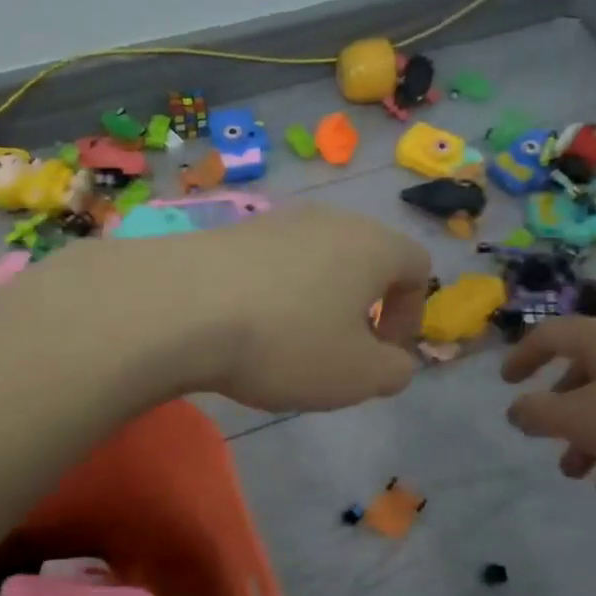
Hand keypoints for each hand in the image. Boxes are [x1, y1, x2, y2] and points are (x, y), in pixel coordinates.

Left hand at [153, 205, 431, 412]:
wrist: (180, 307)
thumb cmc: (287, 341)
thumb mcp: (358, 375)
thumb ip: (394, 370)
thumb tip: (392, 360)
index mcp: (373, 245)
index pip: (416, 266)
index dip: (410, 315)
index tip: (382, 353)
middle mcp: (329, 220)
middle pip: (364, 260)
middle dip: (361, 308)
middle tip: (339, 351)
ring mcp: (275, 220)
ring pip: (315, 261)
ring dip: (315, 301)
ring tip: (287, 344)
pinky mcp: (230, 232)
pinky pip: (270, 265)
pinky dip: (272, 295)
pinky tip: (245, 328)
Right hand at [501, 317, 595, 495]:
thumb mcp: (580, 418)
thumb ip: (538, 415)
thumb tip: (517, 410)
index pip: (550, 335)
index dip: (522, 357)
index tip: (507, 383)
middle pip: (584, 375)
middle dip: (562, 415)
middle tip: (549, 445)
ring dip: (591, 439)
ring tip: (580, 476)